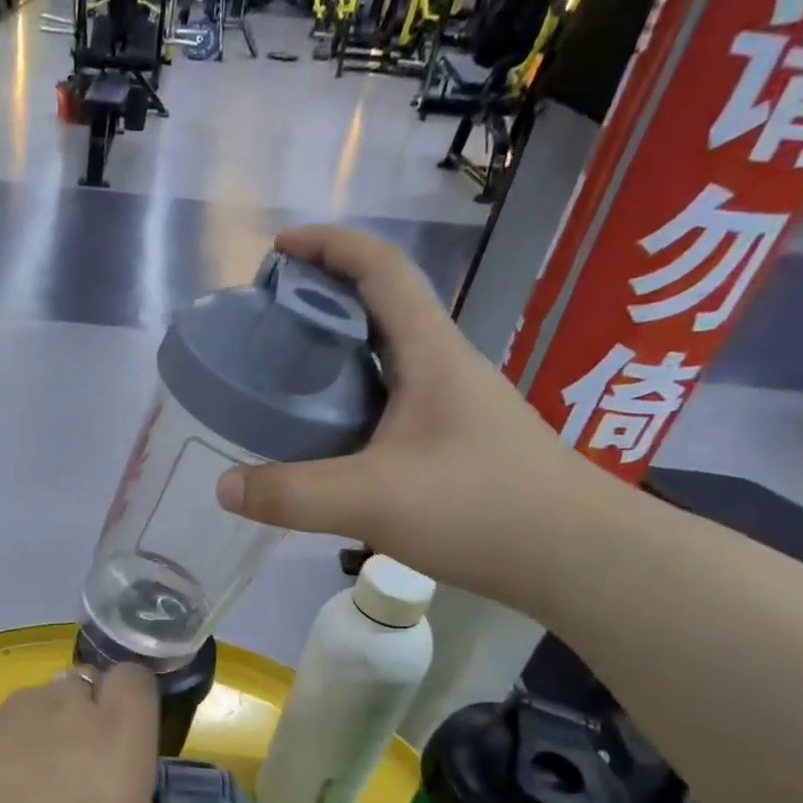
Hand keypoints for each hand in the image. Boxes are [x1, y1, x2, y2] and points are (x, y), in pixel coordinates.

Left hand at [0, 663, 265, 802]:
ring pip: (39, 708)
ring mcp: (3, 721)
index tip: (139, 751)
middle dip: (95, 721)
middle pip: (86, 688)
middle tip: (97, 787)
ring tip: (45, 801)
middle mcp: (61, 709)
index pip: (136, 676)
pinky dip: (3, 760)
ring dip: (48, 736)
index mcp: (114, 731)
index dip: (142, 702)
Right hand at [217, 224, 625, 611]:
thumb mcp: (373, 499)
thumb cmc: (482, 507)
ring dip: (336, 353)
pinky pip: (390, 401)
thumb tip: (224, 487)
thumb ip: (292, 493)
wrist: (578, 557)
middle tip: (267, 324)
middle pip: (379, 307)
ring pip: (385, 358)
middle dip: (322, 299)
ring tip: (284, 377)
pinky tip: (326, 439)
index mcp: (429, 351)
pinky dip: (350, 401)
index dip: (329, 245)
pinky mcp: (454, 442)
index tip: (278, 249)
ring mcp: (452, 405)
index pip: (381, 268)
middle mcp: (443, 365)